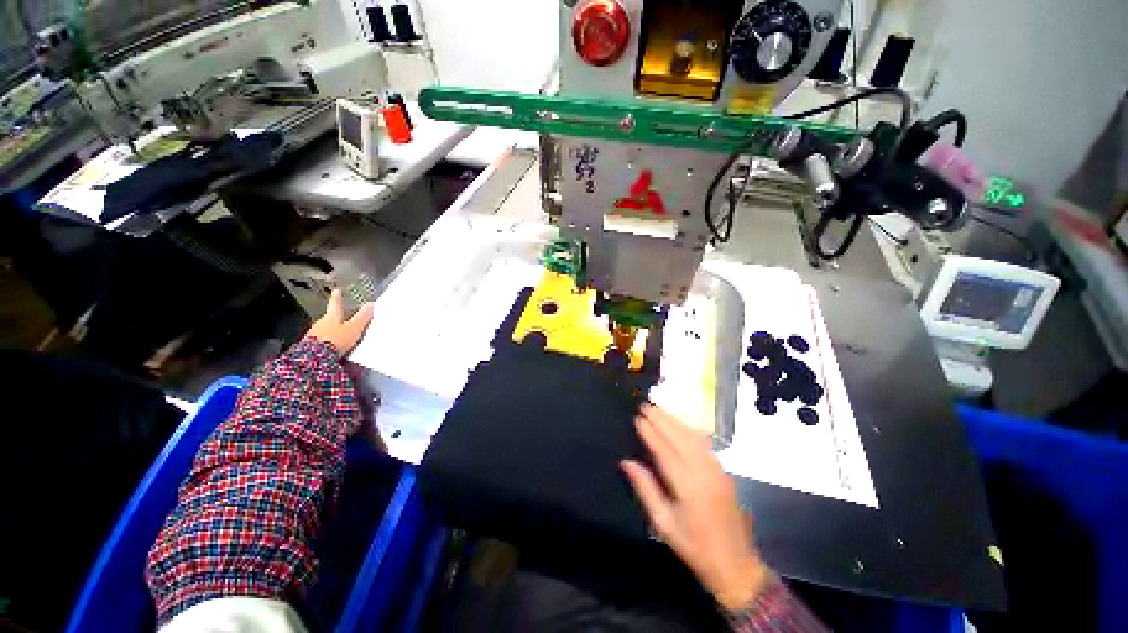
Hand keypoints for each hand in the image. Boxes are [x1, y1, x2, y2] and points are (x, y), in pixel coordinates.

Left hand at [305, 289, 373, 356]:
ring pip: (326, 327)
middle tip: (344, 314)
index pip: (335, 303)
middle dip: (337, 315)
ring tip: (342, 331)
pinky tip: (335, 343)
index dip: (337, 297)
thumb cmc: (336, 339)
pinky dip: (329, 338)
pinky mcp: (311, 345)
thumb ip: (362, 317)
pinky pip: (323, 338)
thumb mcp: (354, 328)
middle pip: (330, 315)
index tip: (337, 290)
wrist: (315, 358)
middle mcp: (321, 322)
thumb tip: (370, 304)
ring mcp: (315, 333)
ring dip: (333, 328)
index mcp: (332, 315)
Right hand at [622, 404, 770, 612]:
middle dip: (661, 419)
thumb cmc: (694, 546)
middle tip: (645, 405)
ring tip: (658, 408)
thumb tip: (626, 462)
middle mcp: (703, 471)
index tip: (637, 418)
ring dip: (674, 420)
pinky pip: (703, 442)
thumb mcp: (663, 523)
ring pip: (692, 436)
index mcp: (686, 485)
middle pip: (679, 437)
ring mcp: (716, 469)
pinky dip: (688, 429)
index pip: (664, 449)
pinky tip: (680, 424)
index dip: (650, 432)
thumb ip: (645, 488)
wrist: (735, 563)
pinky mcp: (722, 470)